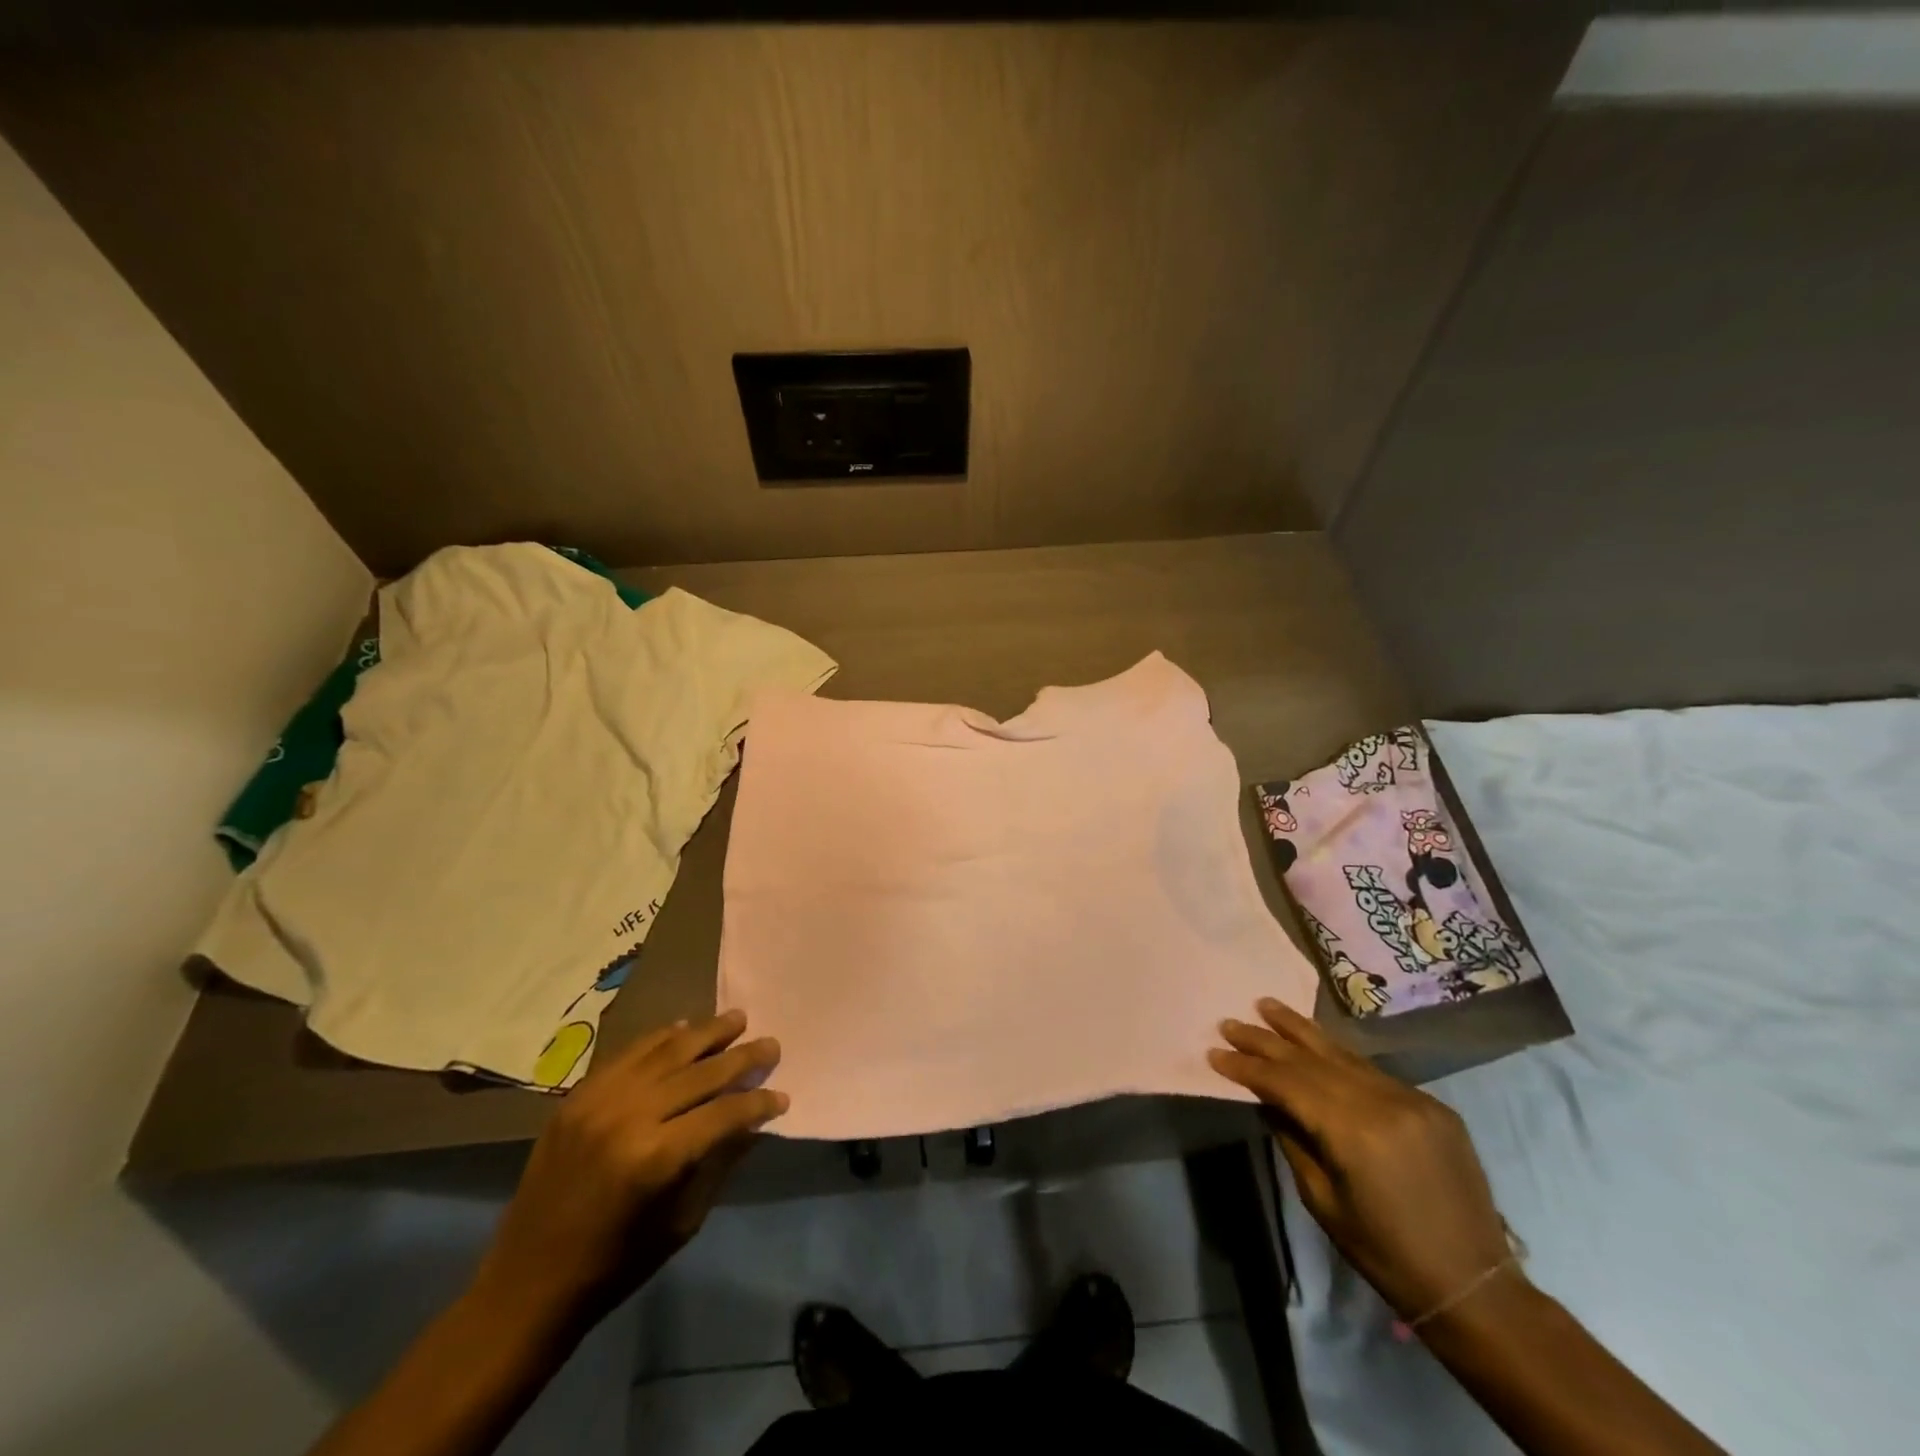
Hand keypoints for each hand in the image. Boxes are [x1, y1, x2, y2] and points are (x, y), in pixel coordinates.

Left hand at [470, 1010, 785, 1334]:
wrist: (526, 1285)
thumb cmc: (614, 1265)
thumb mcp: (682, 1221)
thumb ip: (719, 1161)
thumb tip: (754, 1120)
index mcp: (657, 1158)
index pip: (724, 1112)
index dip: (758, 1103)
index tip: (781, 1097)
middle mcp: (629, 1117)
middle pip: (700, 1072)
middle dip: (742, 1057)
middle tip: (771, 1044)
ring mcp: (599, 1101)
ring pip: (666, 1050)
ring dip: (706, 1033)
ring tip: (736, 1019)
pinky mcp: (577, 1096)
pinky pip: (629, 1054)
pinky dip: (661, 1038)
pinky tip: (684, 1029)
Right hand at [1209, 997, 1514, 1320]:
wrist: (1475, 1286)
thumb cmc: (1385, 1254)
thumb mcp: (1322, 1200)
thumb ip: (1292, 1139)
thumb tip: (1266, 1099)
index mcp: (1354, 1132)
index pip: (1287, 1083)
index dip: (1248, 1067)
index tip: (1215, 1052)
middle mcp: (1384, 1102)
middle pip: (1312, 1059)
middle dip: (1266, 1039)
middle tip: (1230, 1022)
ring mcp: (1412, 1099)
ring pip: (1343, 1054)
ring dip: (1301, 1031)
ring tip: (1267, 1006)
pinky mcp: (1432, 1105)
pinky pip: (1372, 1071)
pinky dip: (1337, 1055)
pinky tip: (1315, 1044)